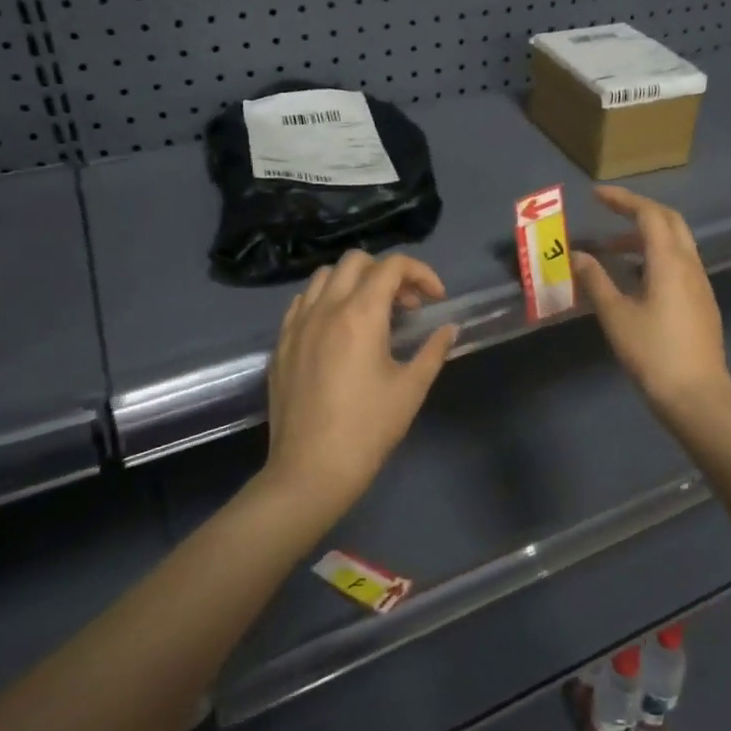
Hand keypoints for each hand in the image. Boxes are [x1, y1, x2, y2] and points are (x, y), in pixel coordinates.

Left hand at [263, 250, 459, 512]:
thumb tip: (449, 328)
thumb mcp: (411, 388)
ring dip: (354, 282)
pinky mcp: (281, 343)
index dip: (421, 273)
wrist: (310, 470)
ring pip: (325, 276)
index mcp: (360, 314)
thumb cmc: (368, 429)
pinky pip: (303, 302)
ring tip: (372, 313)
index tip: (435, 300)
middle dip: (387, 272)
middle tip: (406, 306)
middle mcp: (325, 308)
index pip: (392, 266)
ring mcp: (297, 324)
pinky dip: (326, 300)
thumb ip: (433, 350)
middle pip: (356, 261)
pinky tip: (338, 329)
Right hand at [573, 185, 730, 416]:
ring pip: (676, 243)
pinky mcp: (701, 302)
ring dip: (645, 237)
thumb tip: (576, 255)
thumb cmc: (653, 353)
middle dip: (638, 211)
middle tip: (608, 213)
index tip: (596, 195)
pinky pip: (679, 264)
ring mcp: (700, 284)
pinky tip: (634, 278)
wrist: (697, 396)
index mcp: (670, 261)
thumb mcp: (616, 316)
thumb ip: (595, 280)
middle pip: (669, 221)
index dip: (622, 200)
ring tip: (610, 252)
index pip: (648, 214)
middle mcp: (690, 264)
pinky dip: (655, 257)